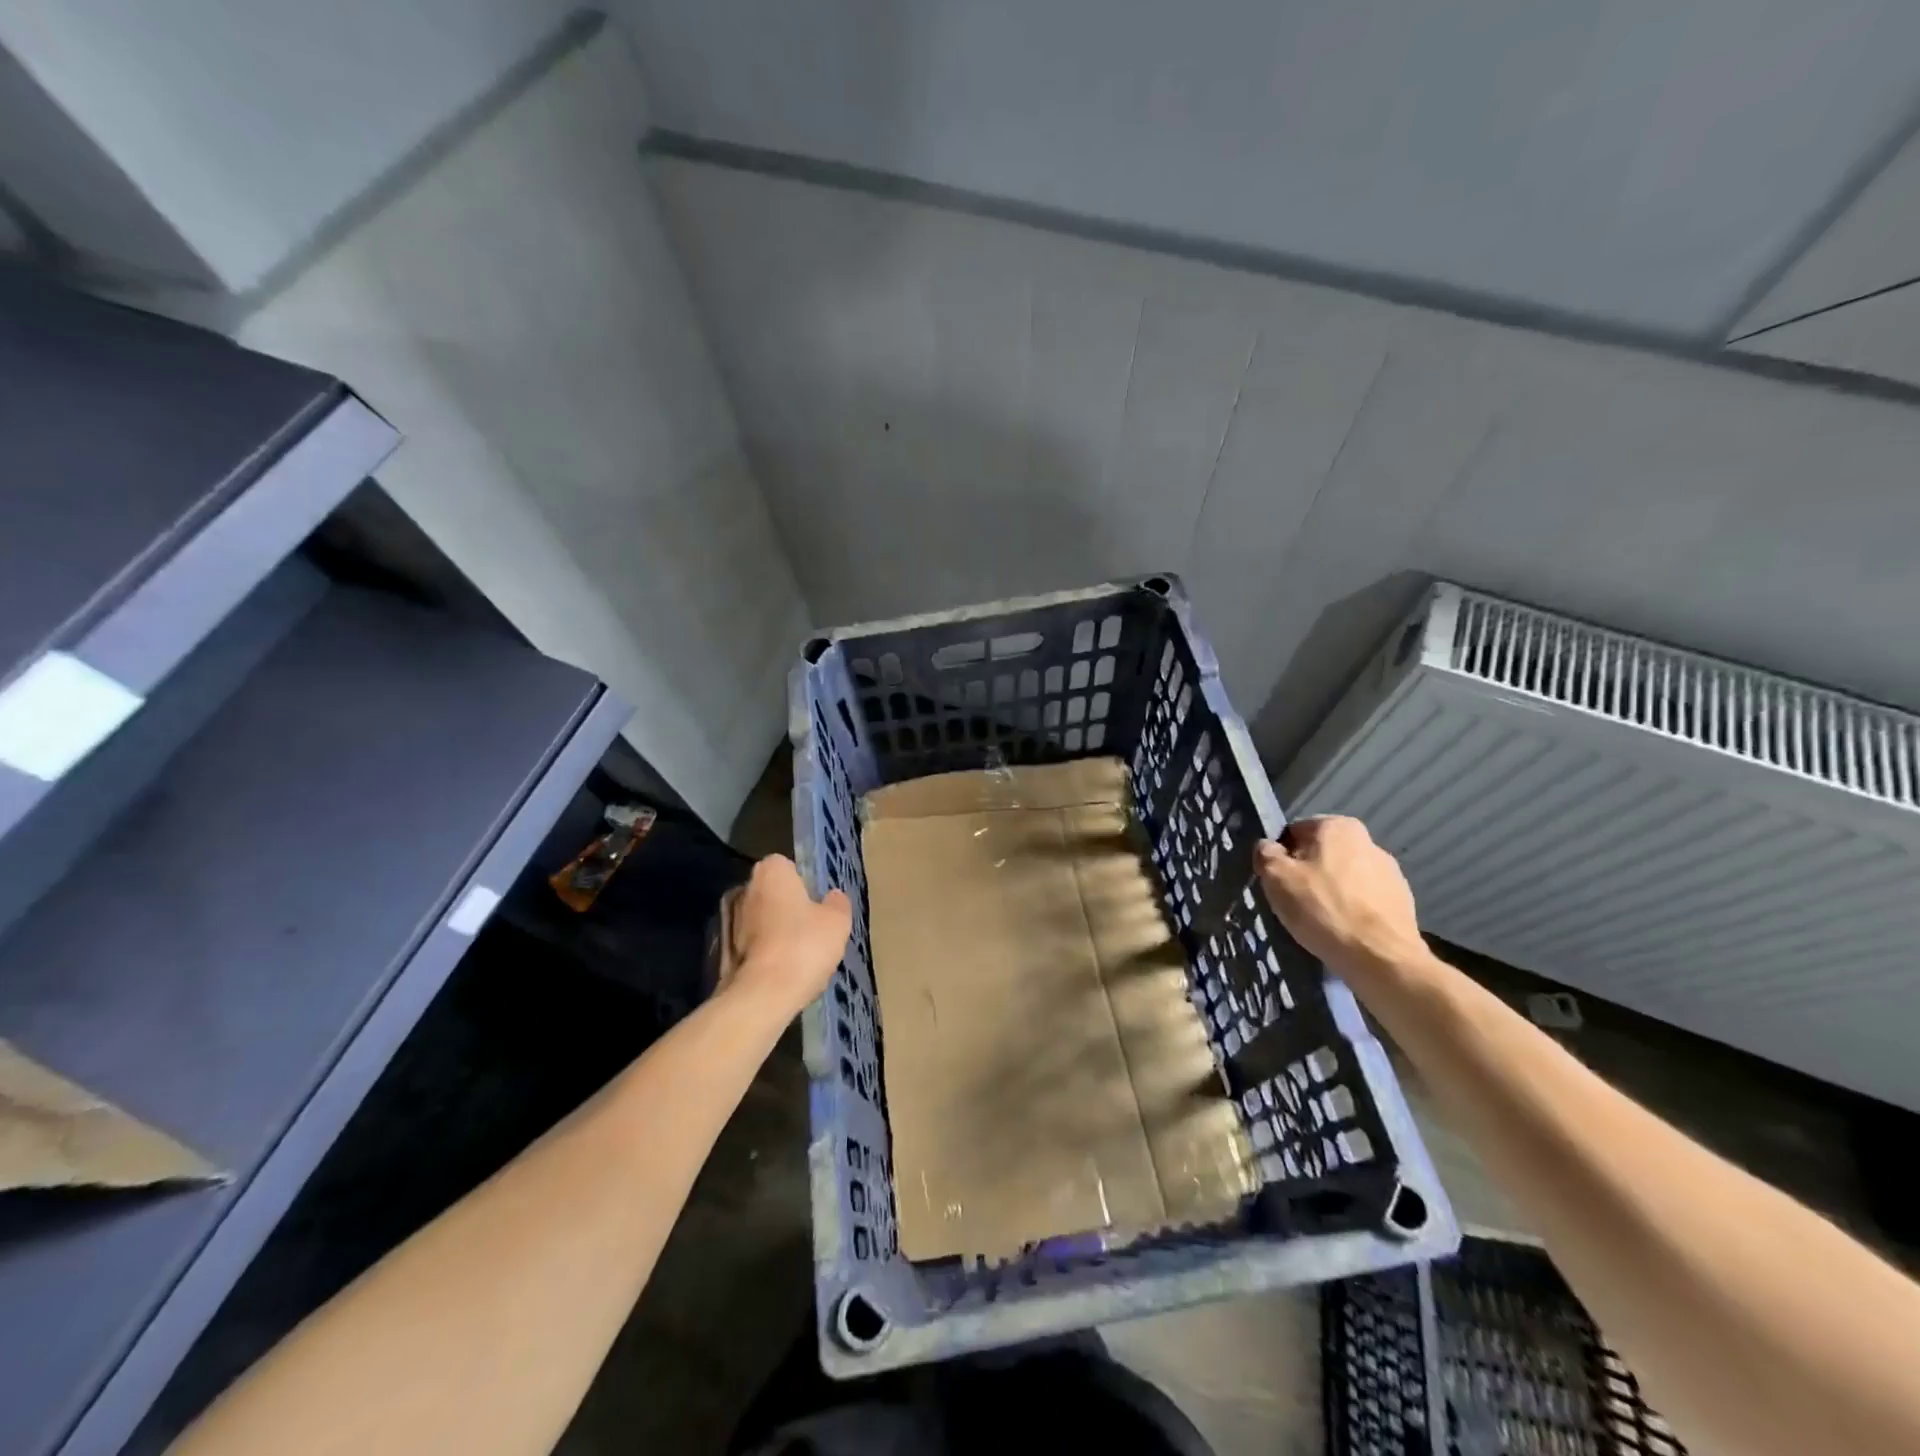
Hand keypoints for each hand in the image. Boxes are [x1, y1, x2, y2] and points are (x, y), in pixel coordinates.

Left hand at [721, 855, 850, 1017]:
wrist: (762, 994)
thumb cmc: (804, 945)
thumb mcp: (837, 922)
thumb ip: (837, 903)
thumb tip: (833, 896)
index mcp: (771, 872)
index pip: (787, 865)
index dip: (803, 882)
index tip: (816, 903)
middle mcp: (745, 888)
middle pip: (771, 892)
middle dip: (787, 906)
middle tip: (809, 928)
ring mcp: (728, 920)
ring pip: (759, 919)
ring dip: (774, 931)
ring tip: (797, 954)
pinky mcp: (721, 951)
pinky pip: (751, 944)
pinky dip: (763, 952)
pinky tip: (781, 971)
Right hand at [1255, 817, 1427, 976]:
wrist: (1380, 957)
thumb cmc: (1322, 908)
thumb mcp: (1275, 877)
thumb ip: (1265, 853)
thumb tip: (1268, 848)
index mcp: (1337, 826)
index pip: (1294, 832)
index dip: (1281, 857)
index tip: (1278, 882)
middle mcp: (1368, 840)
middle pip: (1322, 854)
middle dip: (1308, 873)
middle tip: (1296, 902)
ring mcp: (1390, 871)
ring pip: (1344, 877)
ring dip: (1331, 891)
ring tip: (1322, 920)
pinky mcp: (1402, 899)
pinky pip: (1365, 899)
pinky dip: (1352, 909)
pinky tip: (1344, 930)